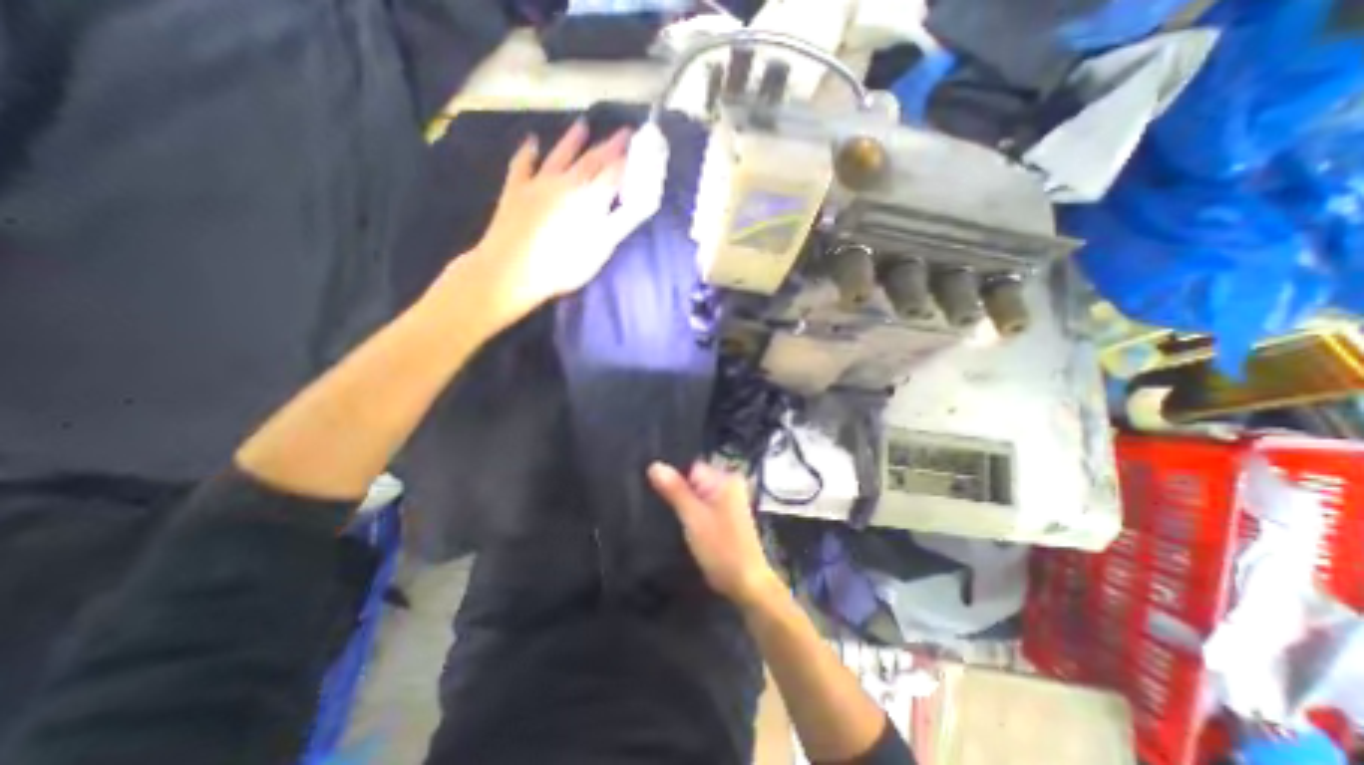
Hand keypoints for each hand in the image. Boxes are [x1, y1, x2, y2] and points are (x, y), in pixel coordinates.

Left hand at [453, 120, 633, 323]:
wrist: (511, 269)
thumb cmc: (562, 265)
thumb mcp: (600, 248)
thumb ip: (622, 222)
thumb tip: (642, 202)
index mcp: (590, 198)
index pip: (615, 173)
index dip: (629, 160)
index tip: (641, 147)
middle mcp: (566, 182)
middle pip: (592, 161)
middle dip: (609, 146)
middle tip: (622, 132)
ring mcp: (538, 183)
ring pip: (559, 156)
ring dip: (572, 141)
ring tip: (582, 125)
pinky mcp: (515, 190)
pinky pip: (522, 165)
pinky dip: (527, 153)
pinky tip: (530, 143)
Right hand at [647, 459, 776, 610]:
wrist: (746, 583)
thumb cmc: (721, 548)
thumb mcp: (693, 517)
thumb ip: (674, 490)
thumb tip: (654, 464)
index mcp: (725, 479)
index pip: (690, 467)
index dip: (672, 478)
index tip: (656, 491)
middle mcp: (729, 484)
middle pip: (693, 480)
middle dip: (676, 491)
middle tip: (657, 504)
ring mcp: (728, 500)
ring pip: (696, 494)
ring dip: (682, 503)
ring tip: (665, 513)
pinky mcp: (725, 515)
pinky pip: (702, 505)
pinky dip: (691, 512)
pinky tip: (680, 522)